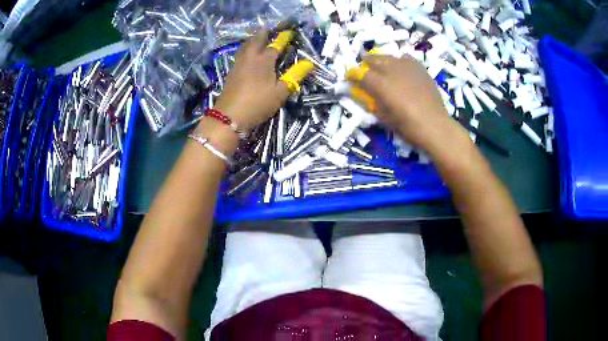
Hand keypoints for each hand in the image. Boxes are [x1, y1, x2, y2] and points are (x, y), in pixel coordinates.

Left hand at [213, 31, 289, 131]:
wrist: (229, 116)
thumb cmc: (258, 103)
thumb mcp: (280, 92)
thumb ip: (294, 76)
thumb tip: (309, 63)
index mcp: (264, 60)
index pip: (275, 45)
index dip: (283, 39)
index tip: (289, 32)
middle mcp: (250, 58)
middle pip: (256, 40)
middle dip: (264, 33)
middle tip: (269, 30)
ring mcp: (238, 64)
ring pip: (245, 46)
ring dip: (253, 40)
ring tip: (258, 39)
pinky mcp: (231, 72)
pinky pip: (240, 55)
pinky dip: (245, 50)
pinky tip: (247, 54)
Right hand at [349, 55, 464, 151]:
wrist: (435, 125)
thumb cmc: (408, 126)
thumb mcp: (384, 117)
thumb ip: (371, 102)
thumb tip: (361, 93)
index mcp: (381, 84)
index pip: (360, 73)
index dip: (353, 74)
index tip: (350, 77)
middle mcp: (392, 70)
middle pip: (373, 59)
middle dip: (366, 63)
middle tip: (364, 69)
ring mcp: (407, 66)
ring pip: (388, 56)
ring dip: (381, 60)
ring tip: (381, 66)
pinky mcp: (419, 68)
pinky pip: (405, 58)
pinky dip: (399, 61)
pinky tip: (400, 68)